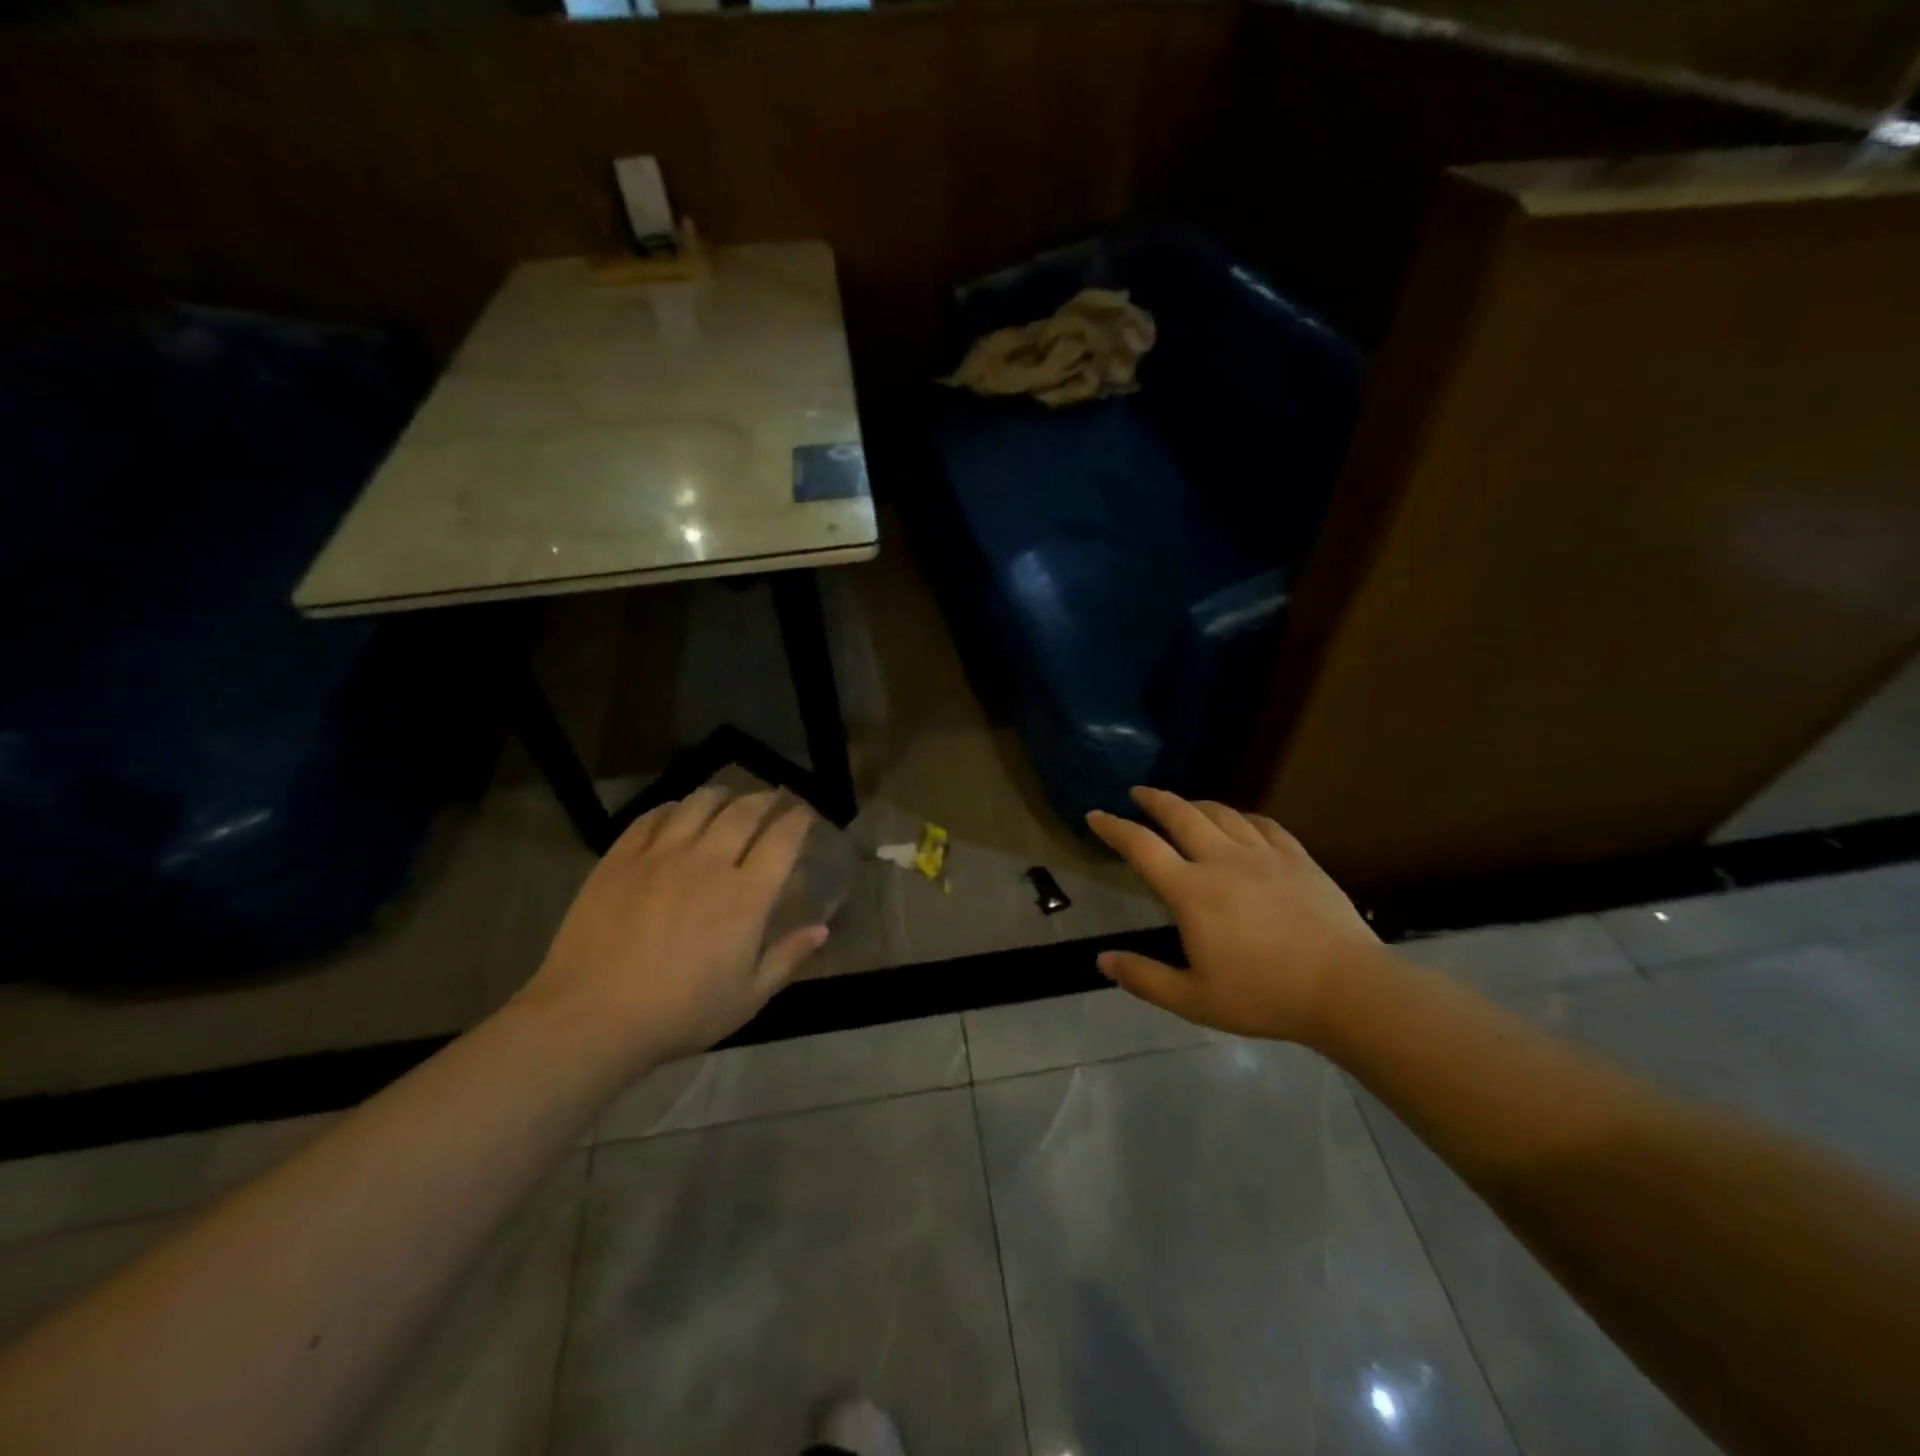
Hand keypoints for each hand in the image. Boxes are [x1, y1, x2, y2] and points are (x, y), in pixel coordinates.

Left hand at [518, 787, 827, 1067]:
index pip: (782, 840)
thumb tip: (822, 930)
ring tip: (727, 796)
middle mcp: (709, 863)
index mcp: (746, 896)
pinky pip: (651, 817)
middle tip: (772, 799)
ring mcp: (661, 855)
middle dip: (765, 799)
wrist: (591, 1017)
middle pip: (744, 812)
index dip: (799, 820)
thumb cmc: (680, 1013)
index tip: (805, 814)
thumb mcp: (747, 997)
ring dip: (721, 795)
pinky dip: (672, 807)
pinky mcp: (621, 858)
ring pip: (698, 804)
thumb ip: (787, 958)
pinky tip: (676, 812)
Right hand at [1086, 787, 1386, 1044]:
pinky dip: (1242, 817)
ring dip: (1194, 804)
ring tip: (1184, 806)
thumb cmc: (1264, 996)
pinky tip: (1240, 822)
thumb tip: (1101, 961)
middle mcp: (1222, 860)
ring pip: (1221, 813)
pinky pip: (1263, 824)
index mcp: (1191, 892)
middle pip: (1180, 814)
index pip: (1141, 847)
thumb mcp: (1194, 1000)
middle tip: (1138, 793)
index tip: (1095, 815)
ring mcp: (1263, 854)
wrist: (1346, 990)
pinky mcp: (1297, 858)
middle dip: (1154, 800)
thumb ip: (1144, 978)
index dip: (1113, 828)